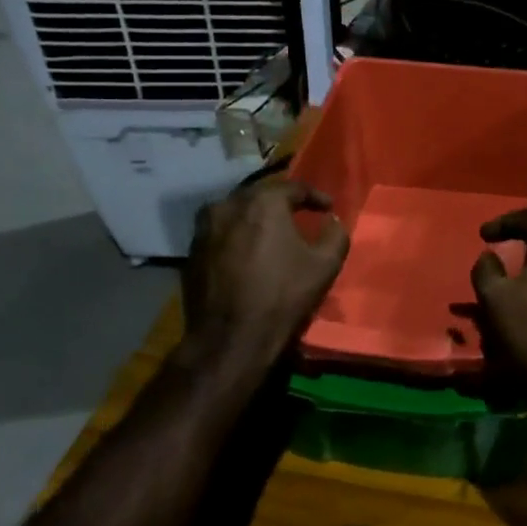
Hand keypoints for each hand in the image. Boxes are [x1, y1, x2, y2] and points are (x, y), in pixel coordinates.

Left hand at [181, 179, 348, 376]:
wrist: (230, 338)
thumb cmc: (282, 296)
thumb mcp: (325, 265)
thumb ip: (335, 234)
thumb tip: (332, 221)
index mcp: (263, 202)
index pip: (294, 187)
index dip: (315, 196)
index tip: (327, 209)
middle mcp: (229, 205)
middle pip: (261, 196)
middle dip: (282, 204)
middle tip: (299, 216)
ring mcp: (205, 228)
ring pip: (236, 212)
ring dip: (255, 218)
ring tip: (270, 233)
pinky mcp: (191, 252)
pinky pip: (219, 233)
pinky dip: (236, 236)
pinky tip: (247, 253)